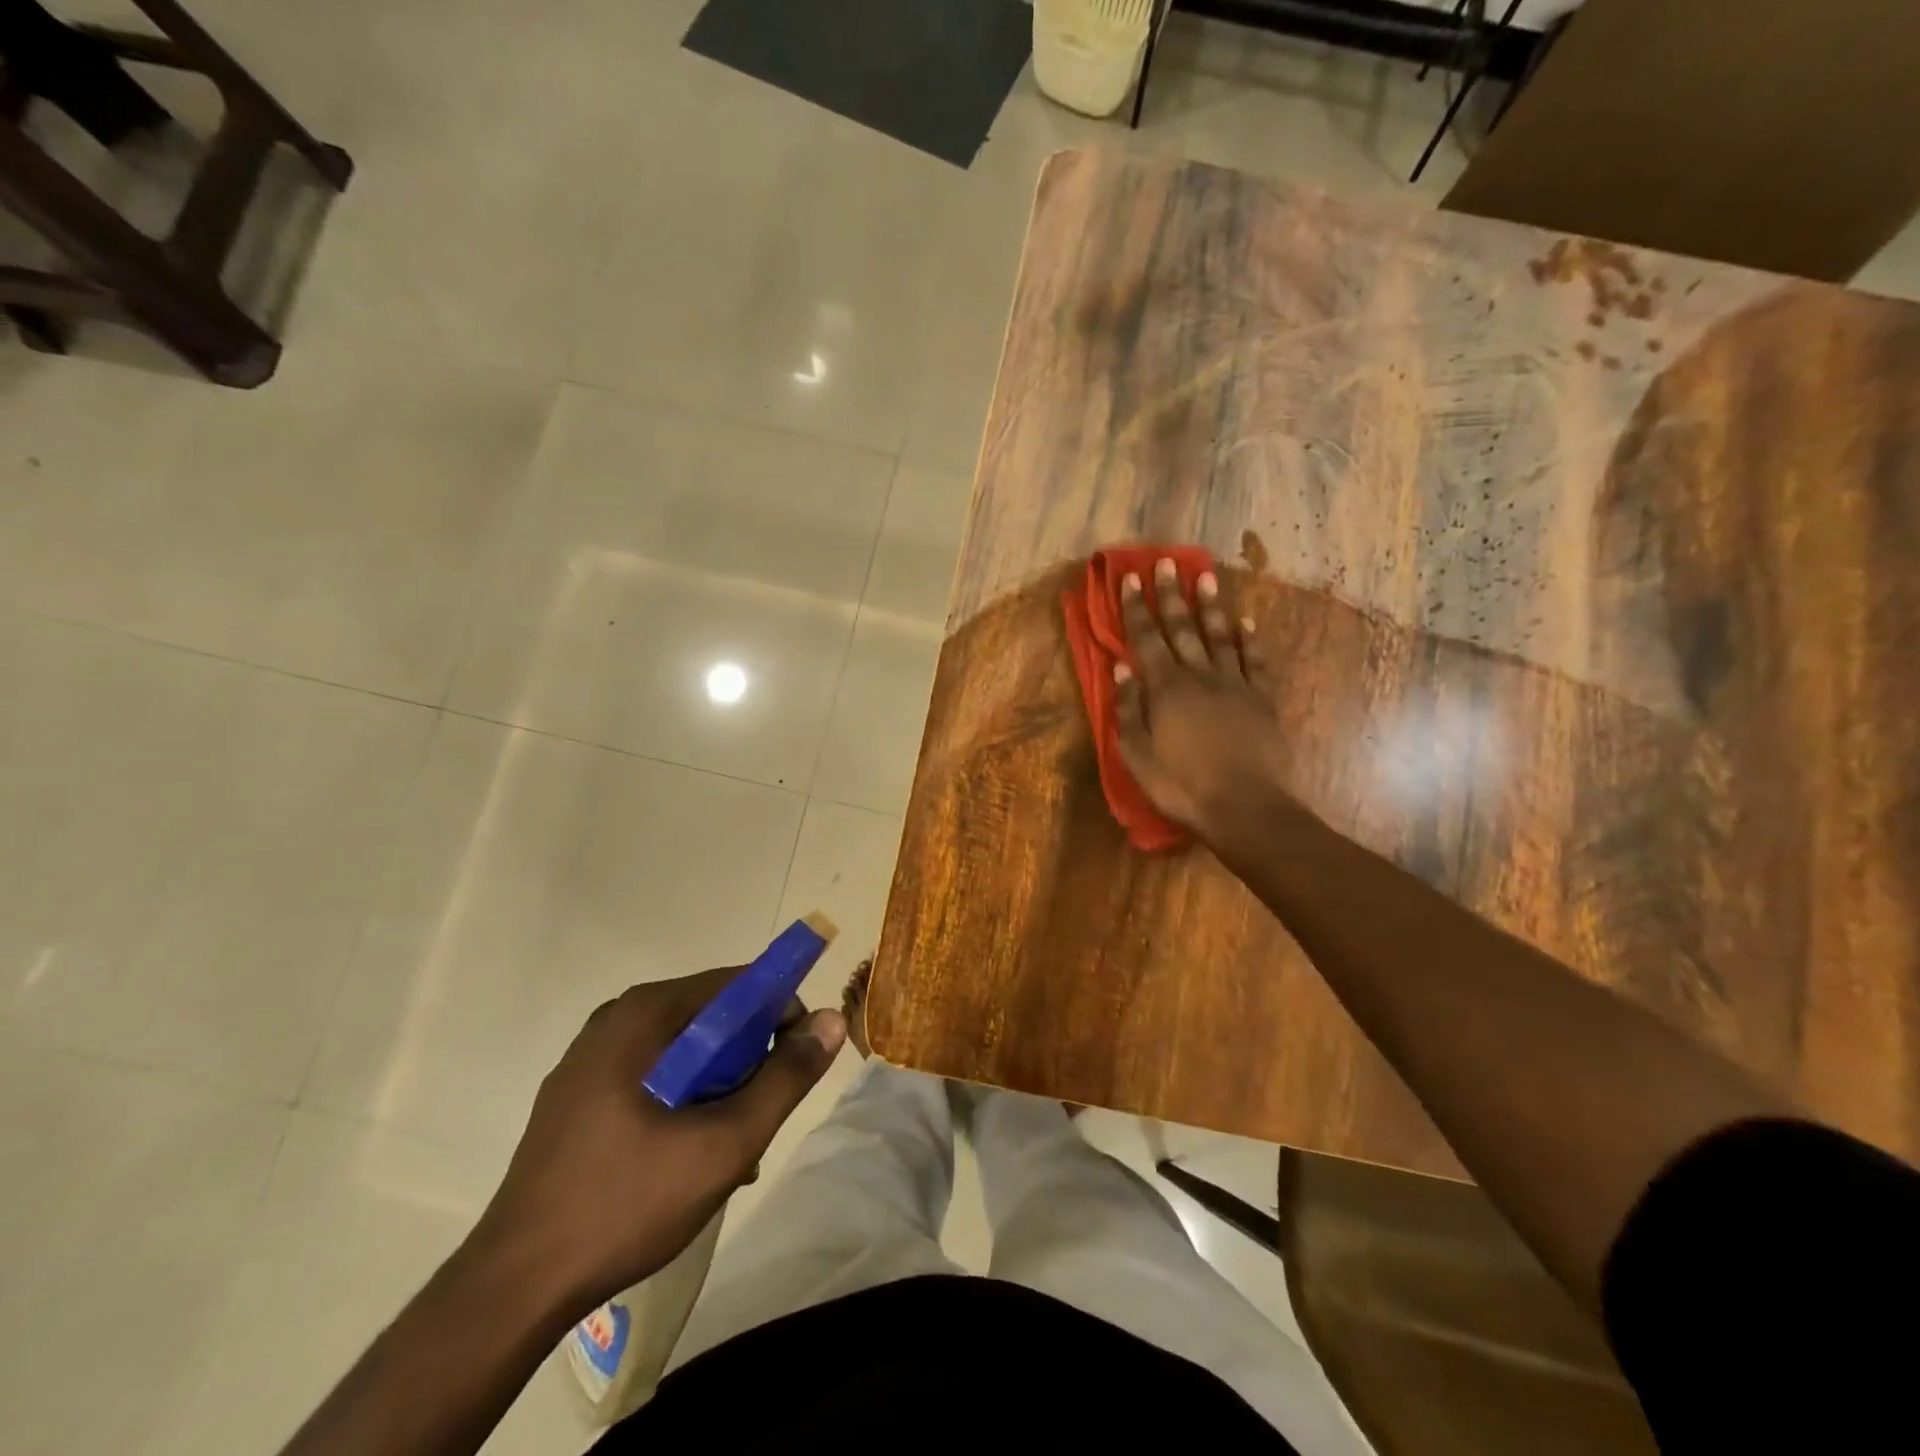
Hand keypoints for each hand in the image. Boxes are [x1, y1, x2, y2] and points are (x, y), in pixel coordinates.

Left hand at [470, 970, 844, 1314]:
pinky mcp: (578, 1094)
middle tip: (758, 1120)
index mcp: (645, 1013)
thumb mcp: (724, 1143)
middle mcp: (616, 1019)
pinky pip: (653, 1075)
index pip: (739, 985)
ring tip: (727, 1151)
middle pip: (712, 1018)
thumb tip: (831, 1019)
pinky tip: (686, 1157)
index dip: (780, 1017)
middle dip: (748, 1063)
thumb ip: (785, 1078)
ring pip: (685, 1051)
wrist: (514, 1287)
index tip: (795, 1066)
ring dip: (719, 1088)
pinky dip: (683, 1101)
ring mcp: (591, 1057)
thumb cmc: (626, 1202)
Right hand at [1113, 558, 1296, 844]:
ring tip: (1206, 575)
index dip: (1136, 608)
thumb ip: (1129, 709)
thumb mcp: (1137, 754)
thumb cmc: (1182, 785)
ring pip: (1221, 635)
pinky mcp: (1263, 699)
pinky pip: (1256, 661)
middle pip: (1183, 628)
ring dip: (1211, 605)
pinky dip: (1251, 640)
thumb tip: (1122, 669)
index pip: (1146, 638)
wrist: (1245, 807)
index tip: (1129, 578)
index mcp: (1166, 688)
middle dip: (1171, 594)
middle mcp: (1200, 676)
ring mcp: (1236, 685)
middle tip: (1166, 562)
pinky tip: (1247, 623)